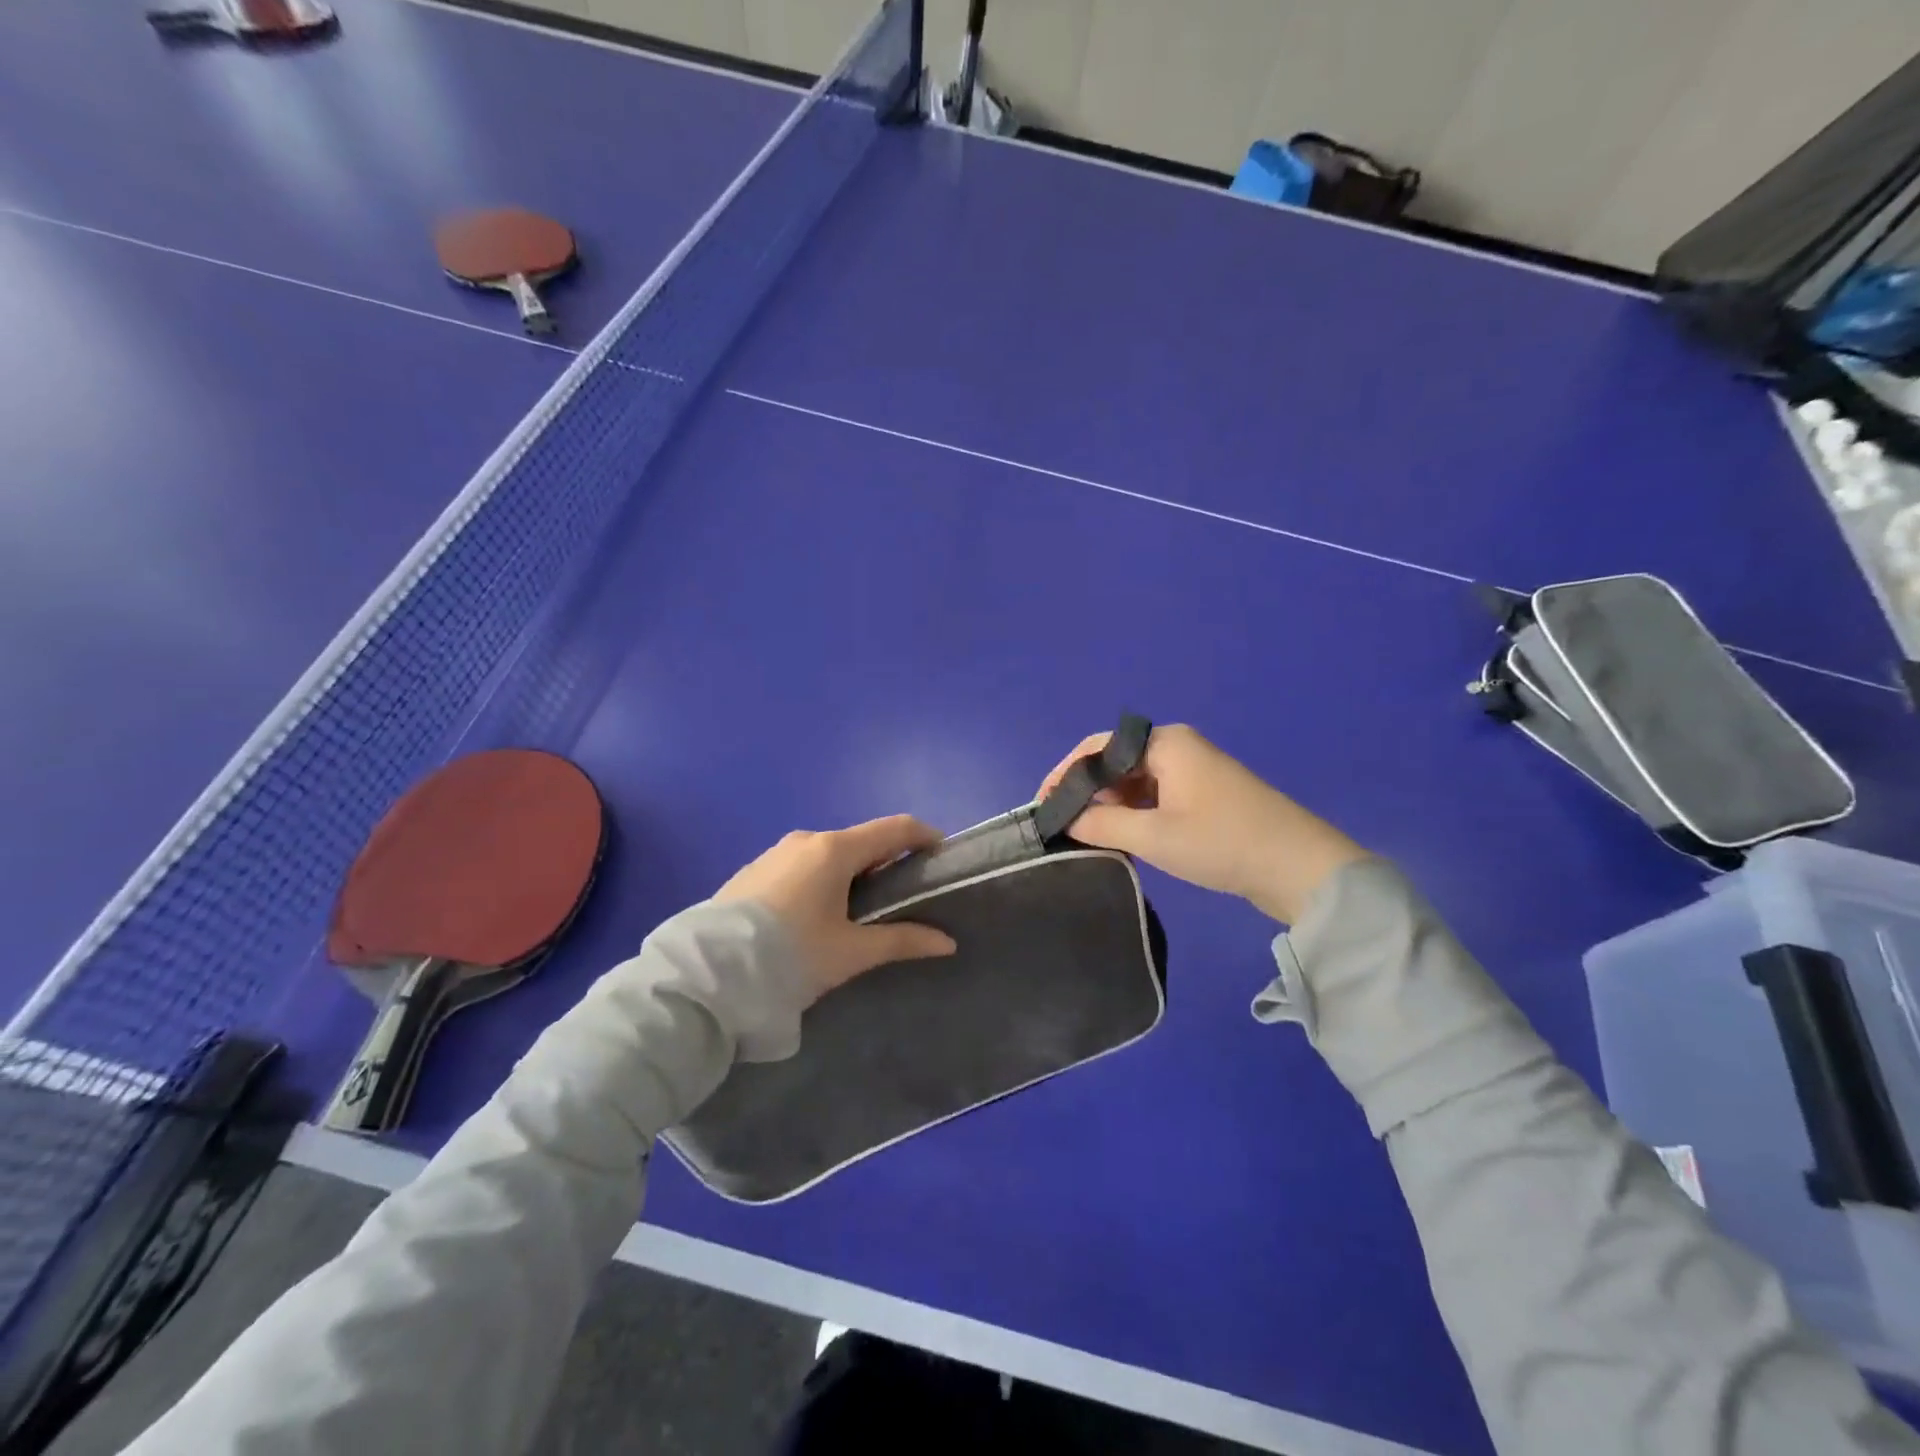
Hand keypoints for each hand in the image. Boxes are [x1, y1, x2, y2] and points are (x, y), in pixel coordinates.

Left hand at [715, 815, 957, 999]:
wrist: (706, 975)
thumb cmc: (790, 956)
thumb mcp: (850, 952)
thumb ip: (902, 941)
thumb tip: (948, 942)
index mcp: (835, 849)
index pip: (895, 828)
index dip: (924, 837)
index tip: (942, 857)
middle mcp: (806, 840)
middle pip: (862, 841)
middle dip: (888, 860)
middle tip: (906, 894)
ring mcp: (775, 853)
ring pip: (829, 854)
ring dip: (853, 872)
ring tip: (862, 910)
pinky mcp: (753, 872)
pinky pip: (802, 866)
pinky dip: (823, 880)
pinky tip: (818, 915)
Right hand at [1036, 724, 1366, 923]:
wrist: (1299, 868)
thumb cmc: (1221, 842)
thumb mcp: (1154, 835)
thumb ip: (1102, 823)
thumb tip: (1068, 820)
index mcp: (1165, 743)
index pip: (1098, 747)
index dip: (1065, 773)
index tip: (1042, 804)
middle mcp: (1177, 747)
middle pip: (1116, 761)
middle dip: (1087, 791)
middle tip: (1062, 824)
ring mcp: (1194, 770)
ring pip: (1136, 781)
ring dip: (1111, 805)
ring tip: (1087, 834)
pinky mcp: (1205, 794)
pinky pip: (1156, 795)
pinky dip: (1135, 813)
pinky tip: (1122, 837)